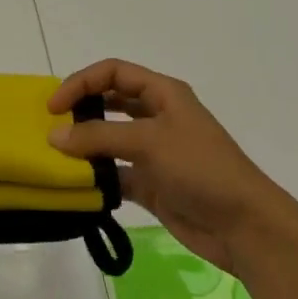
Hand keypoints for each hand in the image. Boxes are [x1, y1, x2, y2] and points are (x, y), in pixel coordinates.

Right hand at [47, 58, 297, 280]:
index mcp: (163, 94)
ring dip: (86, 146)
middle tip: (51, 127)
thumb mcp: (149, 142)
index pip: (113, 72)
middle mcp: (157, 117)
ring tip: (57, 157)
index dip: (81, 82)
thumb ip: (99, 136)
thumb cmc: (201, 168)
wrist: (246, 226)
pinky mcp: (152, 184)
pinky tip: (77, 186)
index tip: (54, 106)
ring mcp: (154, 152)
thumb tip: (54, 136)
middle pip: (110, 102)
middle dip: (81, 111)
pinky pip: (115, 174)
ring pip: (110, 139)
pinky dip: (96, 178)